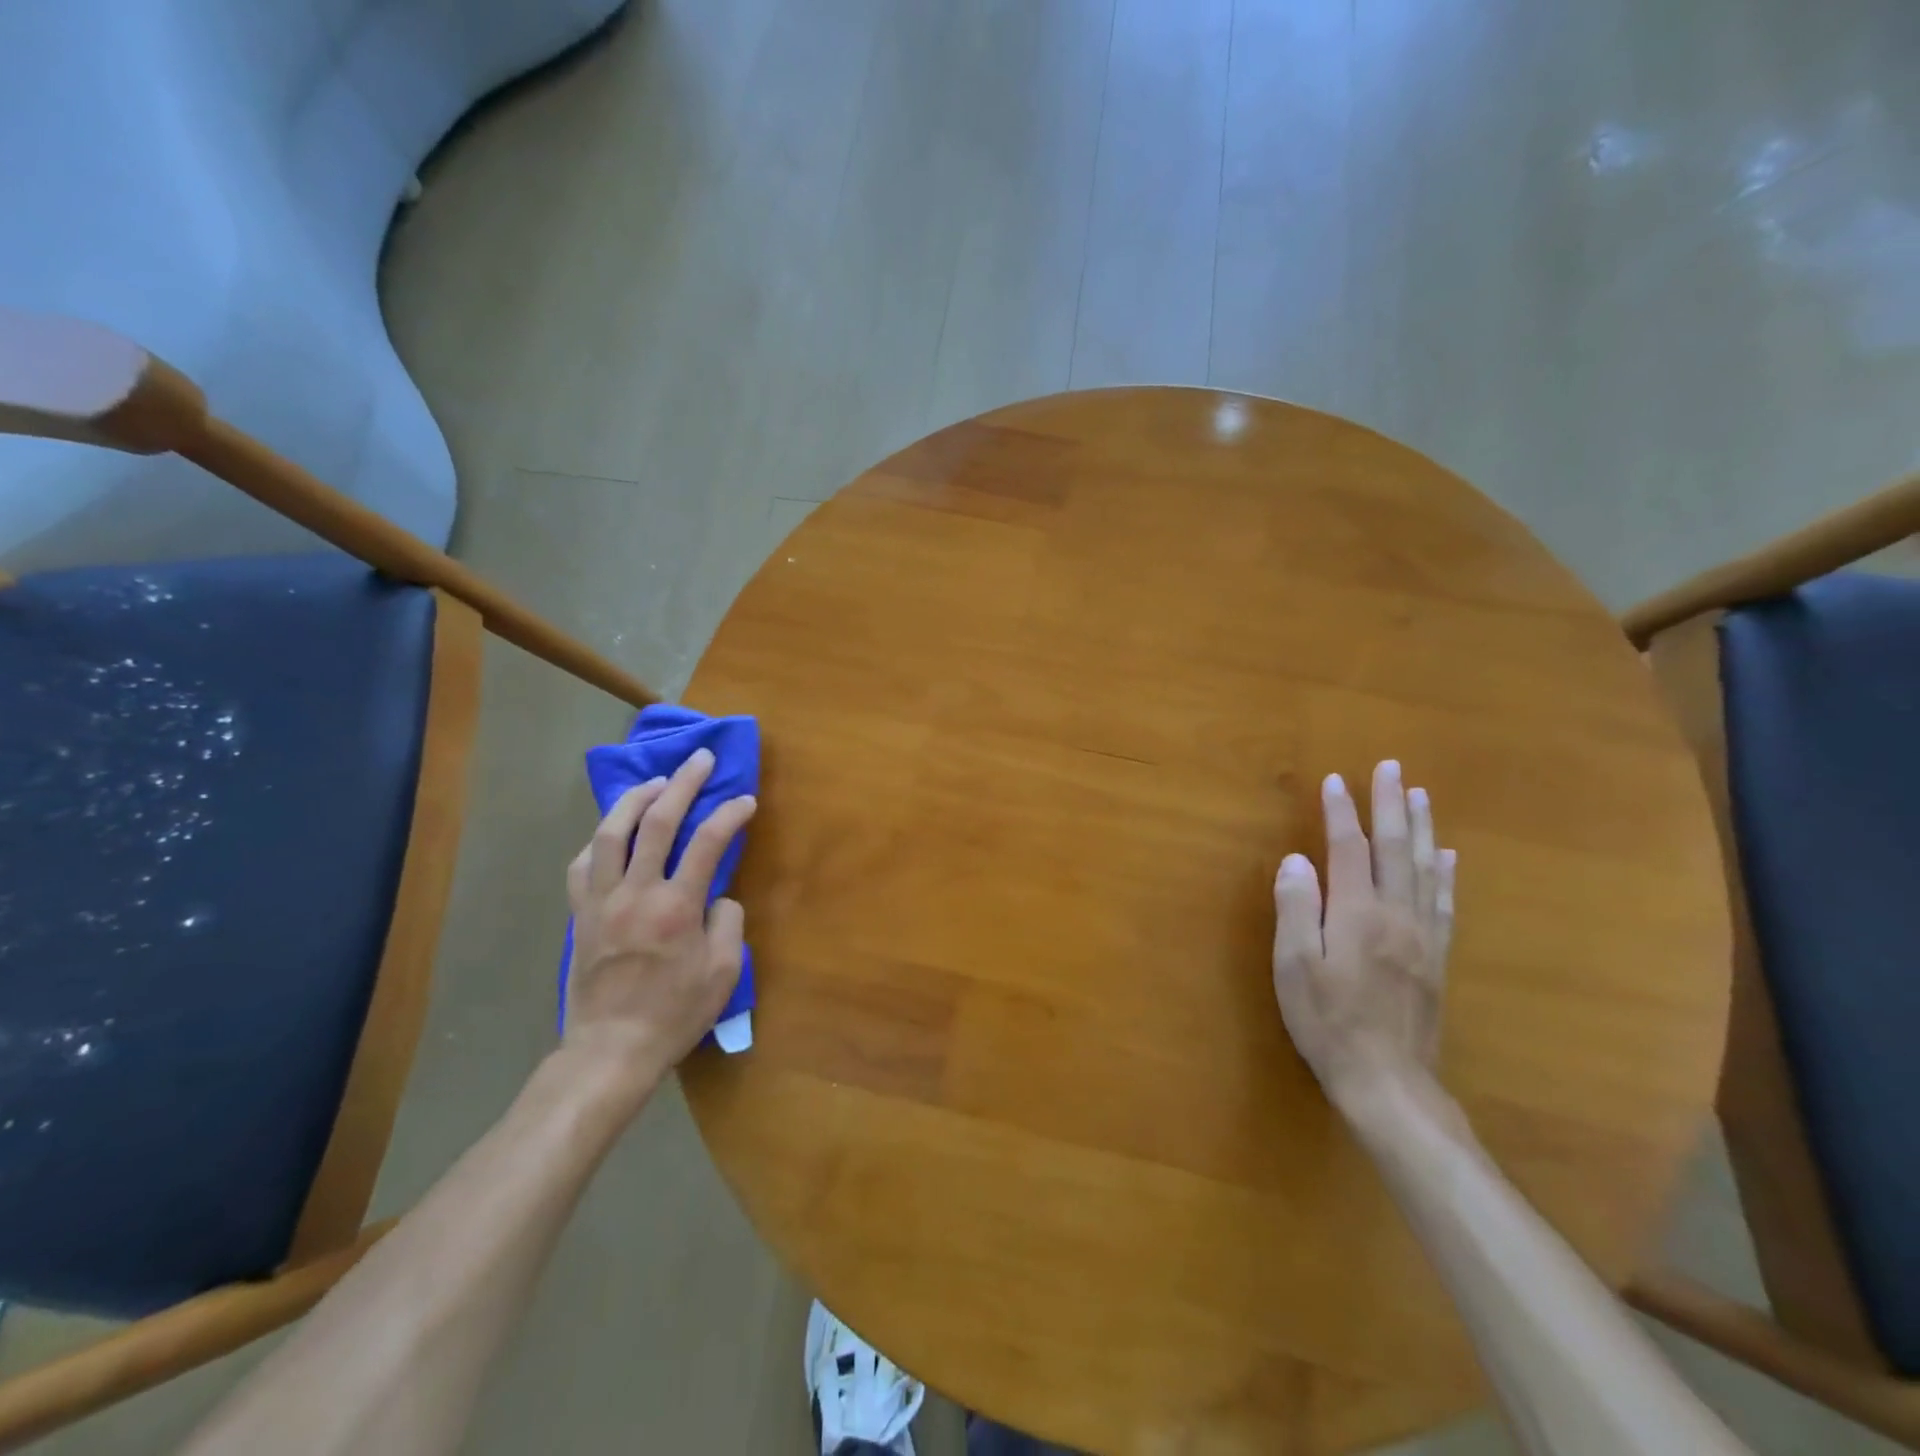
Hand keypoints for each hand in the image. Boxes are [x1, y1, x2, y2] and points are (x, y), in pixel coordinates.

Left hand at [562, 748, 757, 1096]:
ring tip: (656, 782)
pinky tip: (613, 831)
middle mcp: (636, 892)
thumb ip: (728, 923)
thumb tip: (718, 896)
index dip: (730, 814)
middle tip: (701, 759)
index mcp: (677, 907)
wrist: (611, 1049)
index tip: (746, 800)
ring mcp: (601, 900)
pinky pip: (583, 863)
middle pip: (657, 821)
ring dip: (635, 798)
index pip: (708, 842)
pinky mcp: (580, 913)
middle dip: (684, 783)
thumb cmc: (675, 1013)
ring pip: (610, 832)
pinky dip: (600, 838)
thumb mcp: (723, 972)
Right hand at [1271, 760, 1456, 1105]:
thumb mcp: (1294, 966)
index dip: (1342, 812)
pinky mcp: (1436, 958)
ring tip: (1421, 795)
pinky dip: (1445, 873)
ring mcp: (1423, 935)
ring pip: (1425, 869)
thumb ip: (1296, 908)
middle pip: (1396, 849)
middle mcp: (1396, 914)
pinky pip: (1444, 903)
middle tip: (1392, 768)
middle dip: (1392, 805)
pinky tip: (1447, 857)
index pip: (1350, 848)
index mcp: (1357, 913)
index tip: (1336, 780)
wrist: (1387, 1081)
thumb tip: (1298, 860)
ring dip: (1422, 828)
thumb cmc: (1327, 1021)